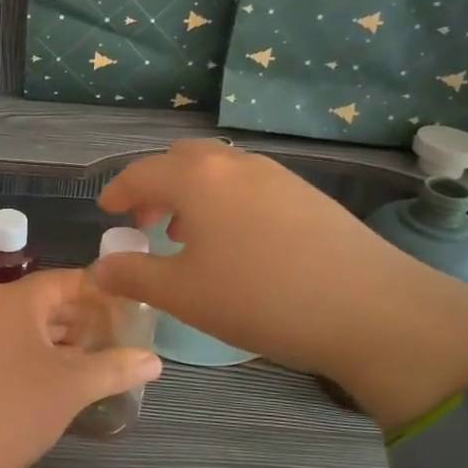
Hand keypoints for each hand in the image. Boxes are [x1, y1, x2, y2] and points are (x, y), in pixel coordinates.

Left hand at [0, 269, 161, 467]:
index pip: (64, 280)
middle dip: (83, 319)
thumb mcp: (73, 387)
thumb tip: (155, 361)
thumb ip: (116, 368)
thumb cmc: (14, 410)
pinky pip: (7, 346)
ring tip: (97, 359)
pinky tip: (60, 379)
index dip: (99, 292)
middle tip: (120, 336)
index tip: (130, 307)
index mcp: (12, 300)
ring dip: (61, 340)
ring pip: (25, 327)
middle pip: (44, 302)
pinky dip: (36, 355)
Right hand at [91, 140, 467, 429]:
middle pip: (181, 159)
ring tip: (188, 234)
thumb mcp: (182, 294)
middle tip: (146, 222)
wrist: (368, 308)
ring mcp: (276, 174)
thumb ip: (133, 275)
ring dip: (193, 193)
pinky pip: (249, 185)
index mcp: (196, 177)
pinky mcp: (307, 193)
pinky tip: (236, 243)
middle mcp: (234, 163)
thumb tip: (99, 268)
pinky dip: (226, 201)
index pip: (141, 173)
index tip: (106, 210)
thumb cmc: (258, 298)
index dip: (117, 191)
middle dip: (156, 186)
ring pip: (219, 170)